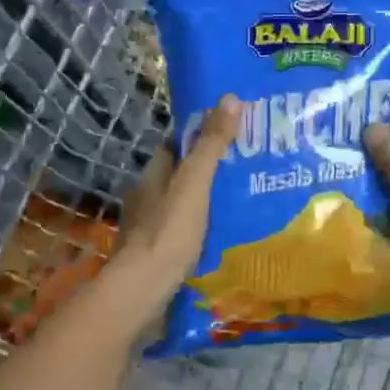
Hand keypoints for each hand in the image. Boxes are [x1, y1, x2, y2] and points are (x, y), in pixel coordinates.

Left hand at [106, 94, 240, 334]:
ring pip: (182, 205)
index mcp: (153, 176)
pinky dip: (202, 228)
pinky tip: (224, 234)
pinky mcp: (158, 254)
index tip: (231, 133)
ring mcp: (150, 228)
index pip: (175, 145)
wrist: (142, 290)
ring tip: (242, 200)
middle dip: (207, 171)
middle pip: (179, 175)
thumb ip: (211, 145)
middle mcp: (147, 198)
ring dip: (205, 201)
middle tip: (246, 168)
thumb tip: (229, 98)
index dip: (200, 136)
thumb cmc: (168, 232)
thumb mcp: (194, 183)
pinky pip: (184, 231)